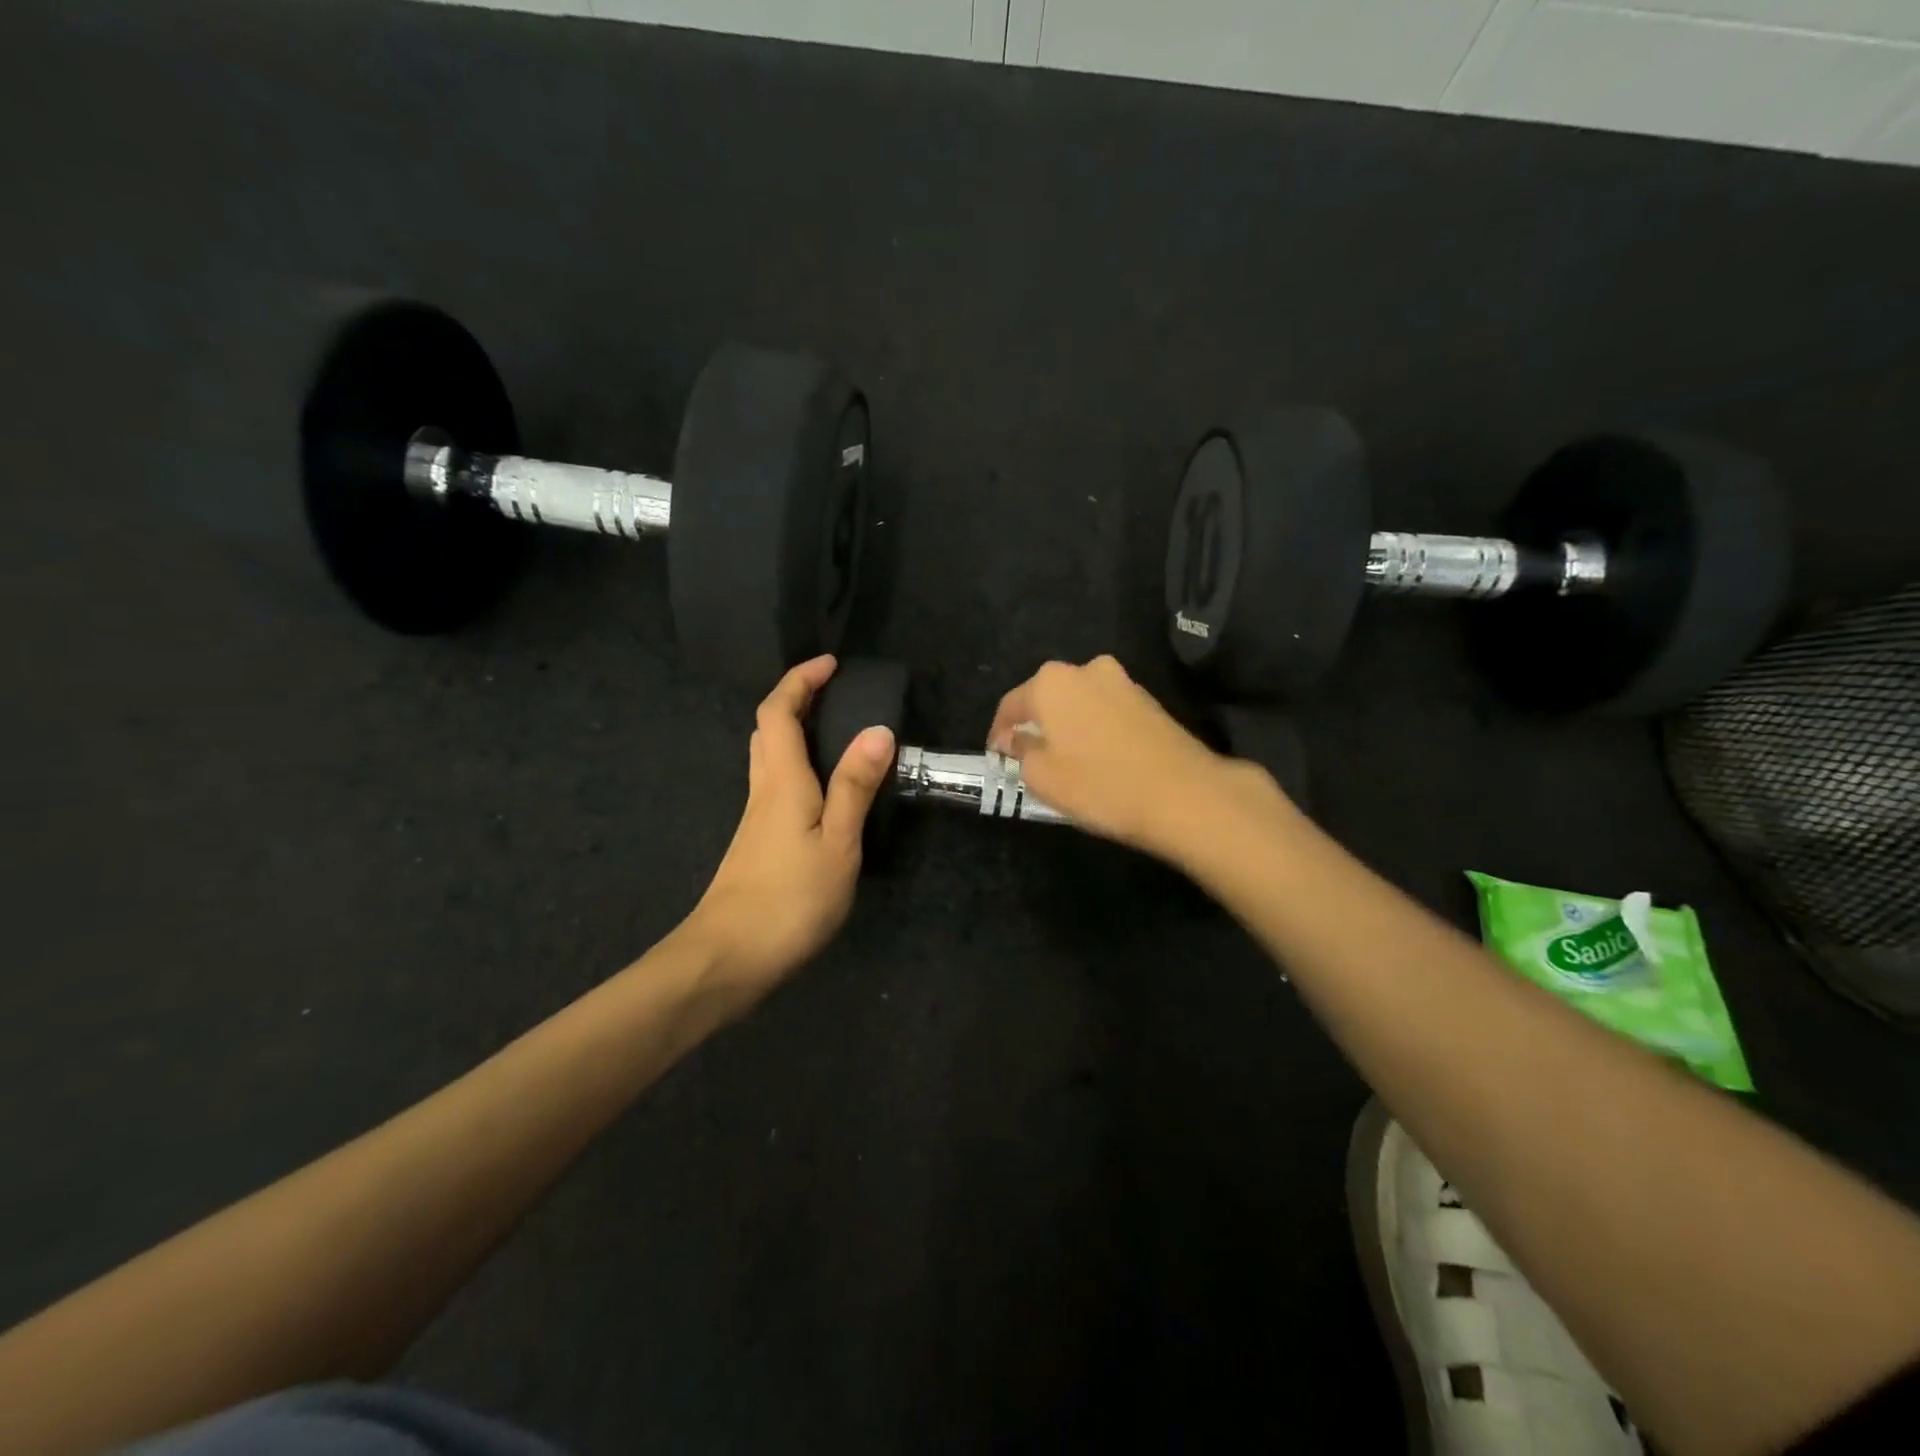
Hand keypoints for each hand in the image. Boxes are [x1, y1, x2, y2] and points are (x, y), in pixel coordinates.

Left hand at [681, 657, 894, 1000]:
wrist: (727, 959)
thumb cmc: (789, 899)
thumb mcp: (837, 843)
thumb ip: (855, 786)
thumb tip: (878, 730)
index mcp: (781, 781)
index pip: (778, 712)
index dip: (799, 680)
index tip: (831, 663)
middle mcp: (763, 791)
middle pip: (768, 730)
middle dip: (796, 699)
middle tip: (834, 693)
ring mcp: (756, 819)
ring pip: (769, 758)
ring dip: (794, 731)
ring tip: (834, 731)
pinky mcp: (757, 843)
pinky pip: (775, 784)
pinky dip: (796, 765)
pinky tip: (822, 788)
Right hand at [987, 656, 1280, 859]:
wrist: (1182, 794)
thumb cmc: (1099, 784)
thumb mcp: (1043, 777)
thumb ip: (1022, 752)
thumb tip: (1018, 739)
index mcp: (1051, 682)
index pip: (1011, 704)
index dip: (999, 732)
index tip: (997, 756)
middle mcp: (1086, 670)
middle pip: (1047, 697)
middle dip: (1036, 724)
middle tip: (1028, 757)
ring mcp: (1122, 682)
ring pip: (1079, 703)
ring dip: (1067, 726)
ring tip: (1064, 759)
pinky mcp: (1149, 700)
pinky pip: (1106, 711)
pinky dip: (1095, 729)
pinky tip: (1097, 758)